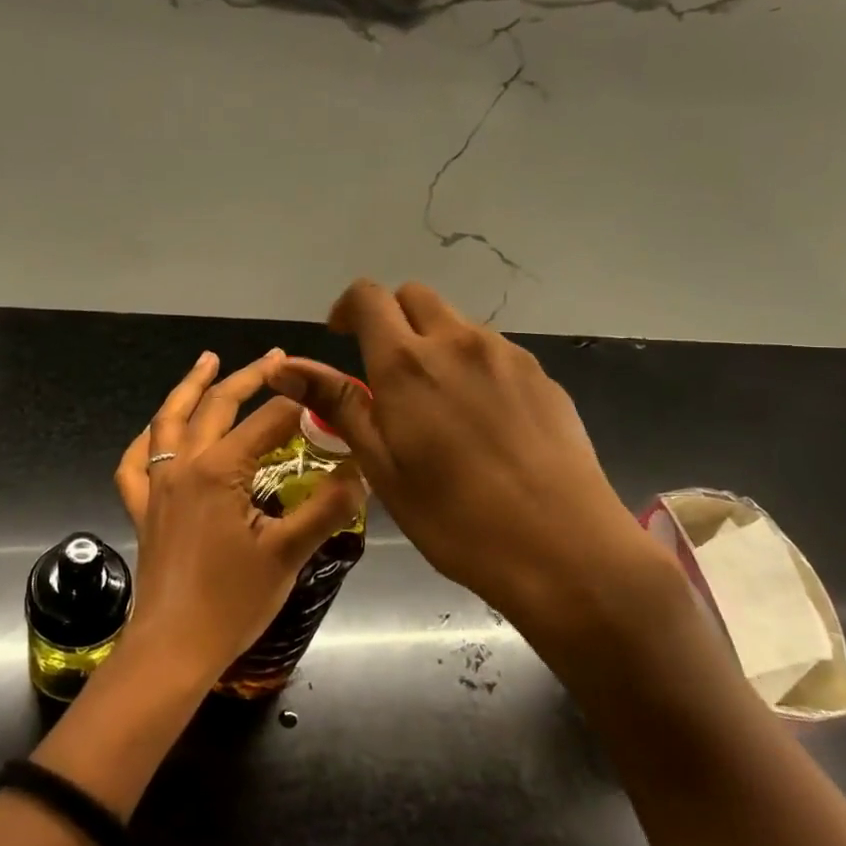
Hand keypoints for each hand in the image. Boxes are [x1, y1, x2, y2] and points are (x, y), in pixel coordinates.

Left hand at [112, 350, 363, 688]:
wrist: (173, 648)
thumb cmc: (232, 602)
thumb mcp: (289, 554)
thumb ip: (327, 507)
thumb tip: (361, 471)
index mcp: (219, 469)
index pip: (267, 421)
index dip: (300, 406)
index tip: (326, 398)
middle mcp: (184, 465)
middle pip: (216, 406)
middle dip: (249, 377)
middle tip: (276, 358)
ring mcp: (157, 485)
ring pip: (169, 421)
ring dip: (190, 387)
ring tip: (208, 361)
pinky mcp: (143, 508)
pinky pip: (136, 462)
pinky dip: (147, 438)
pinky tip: (156, 431)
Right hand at [268, 280, 665, 640]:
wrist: (562, 548)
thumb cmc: (454, 518)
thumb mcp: (382, 466)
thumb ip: (336, 404)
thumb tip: (283, 368)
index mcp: (408, 363)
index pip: (368, 297)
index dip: (347, 308)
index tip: (341, 337)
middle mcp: (458, 342)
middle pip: (415, 296)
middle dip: (391, 318)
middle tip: (386, 371)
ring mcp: (507, 355)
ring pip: (457, 324)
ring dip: (434, 343)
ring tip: (437, 405)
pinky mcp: (543, 375)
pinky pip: (495, 352)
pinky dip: (472, 365)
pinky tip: (483, 422)